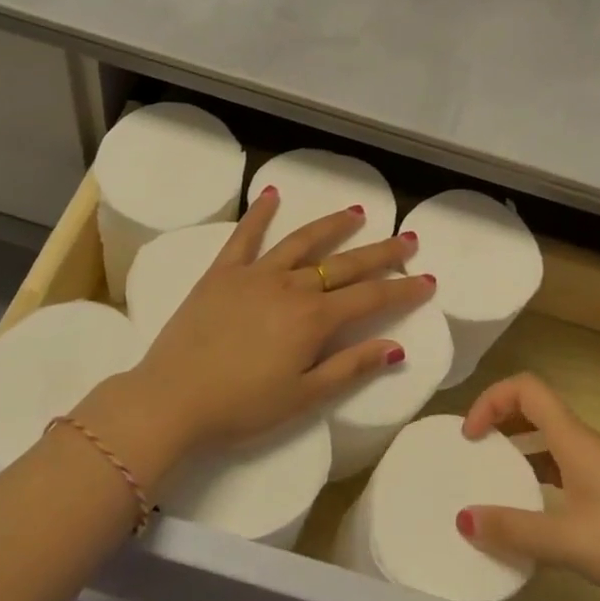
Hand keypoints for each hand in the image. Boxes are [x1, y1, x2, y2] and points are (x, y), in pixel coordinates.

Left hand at [91, 187, 435, 476]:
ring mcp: (255, 274)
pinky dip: (259, 213)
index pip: (371, 298)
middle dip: (382, 253)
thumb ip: (350, 367)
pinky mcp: (222, 272)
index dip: (403, 290)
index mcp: (314, 319)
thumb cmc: (242, 407)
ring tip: (357, 212)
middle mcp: (291, 286)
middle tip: (408, 239)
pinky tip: (271, 194)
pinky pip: (244, 236)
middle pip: (345, 264)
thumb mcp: (304, 397)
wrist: (171, 400)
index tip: (428, 280)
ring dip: (332, 226)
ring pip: (303, 241)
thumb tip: (395, 347)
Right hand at [457, 374, 599, 600]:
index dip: (491, 400)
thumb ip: (514, 530)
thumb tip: (462, 518)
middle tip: (473, 457)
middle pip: (535, 412)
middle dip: (499, 425)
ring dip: (518, 456)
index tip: (470, 437)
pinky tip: (531, 520)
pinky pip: (564, 476)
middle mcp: (586, 446)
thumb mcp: (569, 541)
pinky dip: (539, 485)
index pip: (526, 389)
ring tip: (493, 488)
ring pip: (549, 446)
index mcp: (574, 440)